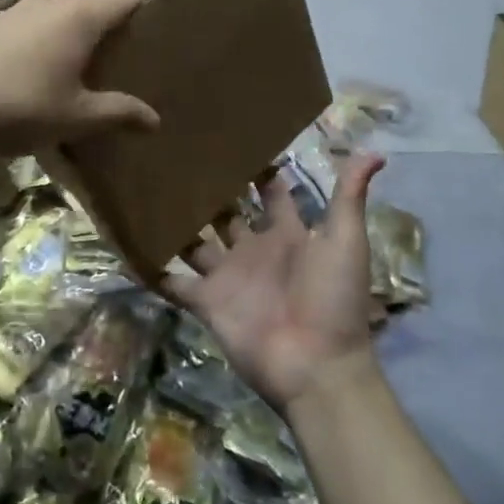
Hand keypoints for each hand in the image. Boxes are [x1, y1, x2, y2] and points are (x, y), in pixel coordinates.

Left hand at [0, 0, 159, 159]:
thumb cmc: (18, 106)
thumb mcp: (75, 117)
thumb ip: (119, 113)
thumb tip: (155, 120)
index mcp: (80, 16)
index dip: (143, 17)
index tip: (151, 46)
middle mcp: (50, 3)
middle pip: (92, 9)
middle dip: (108, 36)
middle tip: (118, 73)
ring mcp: (14, 12)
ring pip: (58, 21)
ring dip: (70, 44)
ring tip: (75, 80)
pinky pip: (29, 32)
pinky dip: (40, 50)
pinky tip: (31, 83)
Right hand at [162, 153, 385, 414]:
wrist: (317, 366)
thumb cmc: (334, 297)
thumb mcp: (346, 239)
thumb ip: (351, 195)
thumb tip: (375, 151)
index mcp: (288, 233)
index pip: (269, 192)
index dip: (256, 168)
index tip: (232, 137)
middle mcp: (254, 250)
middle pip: (226, 212)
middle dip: (208, 189)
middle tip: (179, 154)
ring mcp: (228, 276)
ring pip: (196, 242)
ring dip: (177, 222)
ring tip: (148, 188)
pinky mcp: (207, 302)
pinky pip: (175, 284)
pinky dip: (153, 269)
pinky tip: (128, 245)